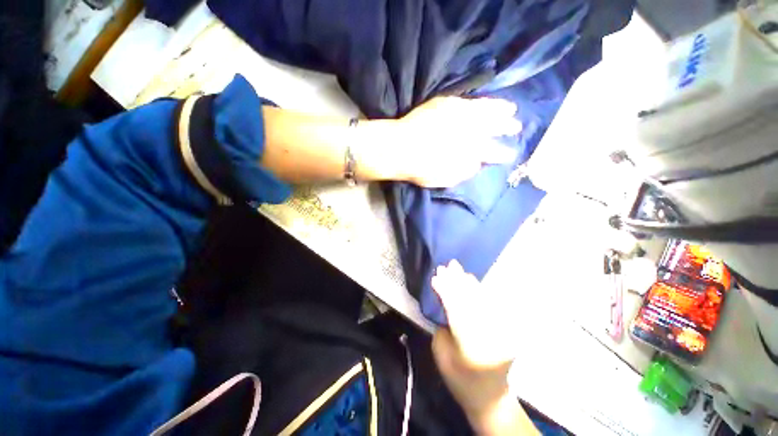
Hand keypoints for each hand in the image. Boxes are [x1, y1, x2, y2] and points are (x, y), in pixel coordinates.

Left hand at [392, 97, 520, 187]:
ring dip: (500, 109)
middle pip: (494, 126)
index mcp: (470, 150)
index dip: (503, 153)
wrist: (399, 147)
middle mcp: (469, 129)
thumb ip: (465, 171)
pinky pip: (469, 101)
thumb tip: (477, 163)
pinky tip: (486, 102)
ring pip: (486, 110)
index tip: (509, 154)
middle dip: (507, 126)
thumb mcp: (445, 179)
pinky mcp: (446, 103)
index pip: (492, 151)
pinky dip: (481, 102)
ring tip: (511, 109)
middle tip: (516, 126)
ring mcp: (458, 114)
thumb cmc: (421, 168)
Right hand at [431, 260, 537, 434]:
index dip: (446, 291)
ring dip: (467, 281)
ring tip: (456, 267)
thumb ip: (443, 325)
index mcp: (470, 347)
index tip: (435, 277)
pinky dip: (478, 289)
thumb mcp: (441, 354)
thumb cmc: (460, 379)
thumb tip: (444, 300)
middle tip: (446, 266)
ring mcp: (502, 331)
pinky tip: (469, 279)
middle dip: (456, 281)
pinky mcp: (505, 328)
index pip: (456, 311)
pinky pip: (490, 303)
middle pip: (470, 302)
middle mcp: (489, 336)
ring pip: (482, 299)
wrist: (490, 396)